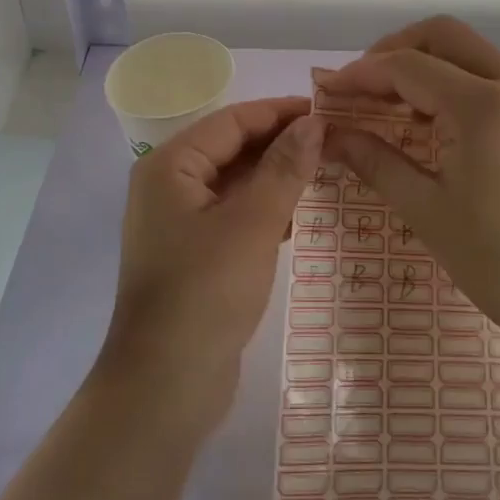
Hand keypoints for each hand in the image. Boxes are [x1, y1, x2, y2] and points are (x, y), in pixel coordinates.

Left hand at [93, 97, 322, 436]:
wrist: (164, 388)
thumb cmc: (206, 292)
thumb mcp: (253, 224)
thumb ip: (284, 168)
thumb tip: (313, 123)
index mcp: (170, 165)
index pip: (232, 121)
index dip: (280, 112)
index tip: (326, 111)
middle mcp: (168, 185)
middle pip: (231, 148)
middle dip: (280, 143)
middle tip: (334, 140)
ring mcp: (177, 221)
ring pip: (234, 182)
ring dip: (275, 176)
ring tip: (326, 170)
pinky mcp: (192, 253)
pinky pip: (232, 214)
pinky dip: (264, 208)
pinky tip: (299, 215)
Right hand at [319, 16, 499, 367]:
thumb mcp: (427, 212)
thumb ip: (374, 161)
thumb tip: (329, 134)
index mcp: (482, 107)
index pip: (406, 66)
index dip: (360, 74)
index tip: (327, 93)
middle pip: (441, 35)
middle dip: (393, 50)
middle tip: (361, 87)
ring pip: (468, 50)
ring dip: (424, 62)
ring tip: (390, 104)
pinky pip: (489, 74)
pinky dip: (452, 80)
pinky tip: (432, 120)